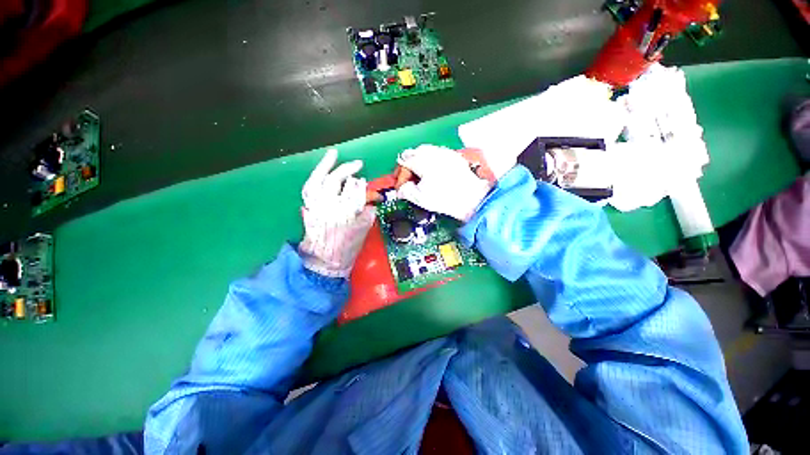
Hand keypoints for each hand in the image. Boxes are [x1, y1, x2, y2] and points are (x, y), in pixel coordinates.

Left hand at [299, 149, 375, 277]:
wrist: (325, 260)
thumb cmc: (348, 247)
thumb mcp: (364, 230)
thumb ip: (368, 211)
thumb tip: (370, 197)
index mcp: (347, 214)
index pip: (355, 191)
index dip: (361, 185)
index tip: (364, 181)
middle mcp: (329, 206)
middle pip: (337, 181)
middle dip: (348, 169)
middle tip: (358, 164)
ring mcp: (316, 205)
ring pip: (320, 180)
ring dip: (327, 165)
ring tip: (334, 154)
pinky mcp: (308, 207)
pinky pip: (309, 187)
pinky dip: (314, 176)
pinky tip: (320, 169)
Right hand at [395, 145, 493, 221]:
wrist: (473, 199)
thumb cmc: (445, 198)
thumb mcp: (419, 197)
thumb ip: (405, 190)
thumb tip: (402, 189)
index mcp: (422, 159)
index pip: (403, 162)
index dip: (399, 176)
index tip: (401, 188)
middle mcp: (433, 151)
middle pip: (413, 154)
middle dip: (408, 168)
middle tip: (408, 182)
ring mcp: (445, 152)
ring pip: (425, 152)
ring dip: (419, 164)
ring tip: (420, 179)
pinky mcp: (455, 157)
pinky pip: (437, 155)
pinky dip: (431, 163)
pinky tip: (434, 175)